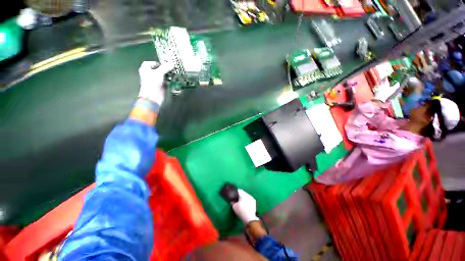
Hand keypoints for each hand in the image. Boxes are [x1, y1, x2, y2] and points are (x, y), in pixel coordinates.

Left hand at [138, 61, 173, 105]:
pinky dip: (170, 81)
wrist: (152, 97)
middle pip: (159, 70)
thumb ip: (165, 67)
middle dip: (166, 69)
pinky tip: (174, 80)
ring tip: (175, 74)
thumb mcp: (159, 73)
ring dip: (169, 75)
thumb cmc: (152, 83)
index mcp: (145, 69)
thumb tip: (171, 64)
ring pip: (163, 76)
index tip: (165, 64)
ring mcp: (156, 81)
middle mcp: (150, 75)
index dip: (158, 63)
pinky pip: (166, 82)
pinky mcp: (161, 87)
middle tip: (172, 68)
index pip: (151, 63)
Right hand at [232, 189, 259, 224]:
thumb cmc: (241, 211)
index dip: (235, 193)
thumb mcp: (234, 206)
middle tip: (237, 199)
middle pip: (243, 193)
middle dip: (240, 195)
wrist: (249, 218)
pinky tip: (245, 205)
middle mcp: (248, 194)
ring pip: (246, 196)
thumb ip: (232, 202)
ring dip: (244, 198)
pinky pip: (249, 199)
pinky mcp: (254, 202)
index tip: (233, 195)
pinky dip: (247, 201)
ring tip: (241, 203)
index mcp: (243, 194)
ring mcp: (252, 198)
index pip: (239, 190)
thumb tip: (232, 200)